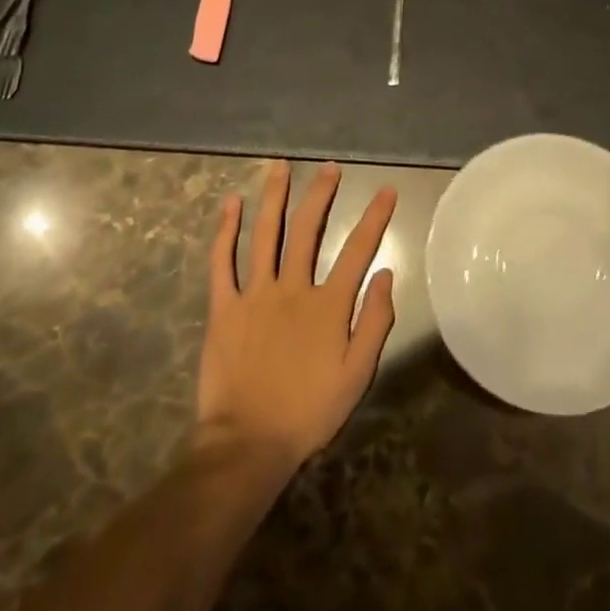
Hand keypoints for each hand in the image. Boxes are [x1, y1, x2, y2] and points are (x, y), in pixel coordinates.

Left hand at [197, 162, 397, 473]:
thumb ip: (375, 322)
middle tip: (329, 168)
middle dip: (321, 193)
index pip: (358, 250)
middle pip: (307, 230)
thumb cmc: (308, 412)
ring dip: (273, 197)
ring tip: (279, 166)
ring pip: (265, 234)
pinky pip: (222, 261)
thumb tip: (387, 274)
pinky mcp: (224, 307)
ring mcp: (255, 294)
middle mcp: (292, 288)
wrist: (247, 444)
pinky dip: (225, 230)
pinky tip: (230, 204)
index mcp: (328, 305)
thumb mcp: (356, 375)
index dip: (375, 217)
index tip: (386, 190)